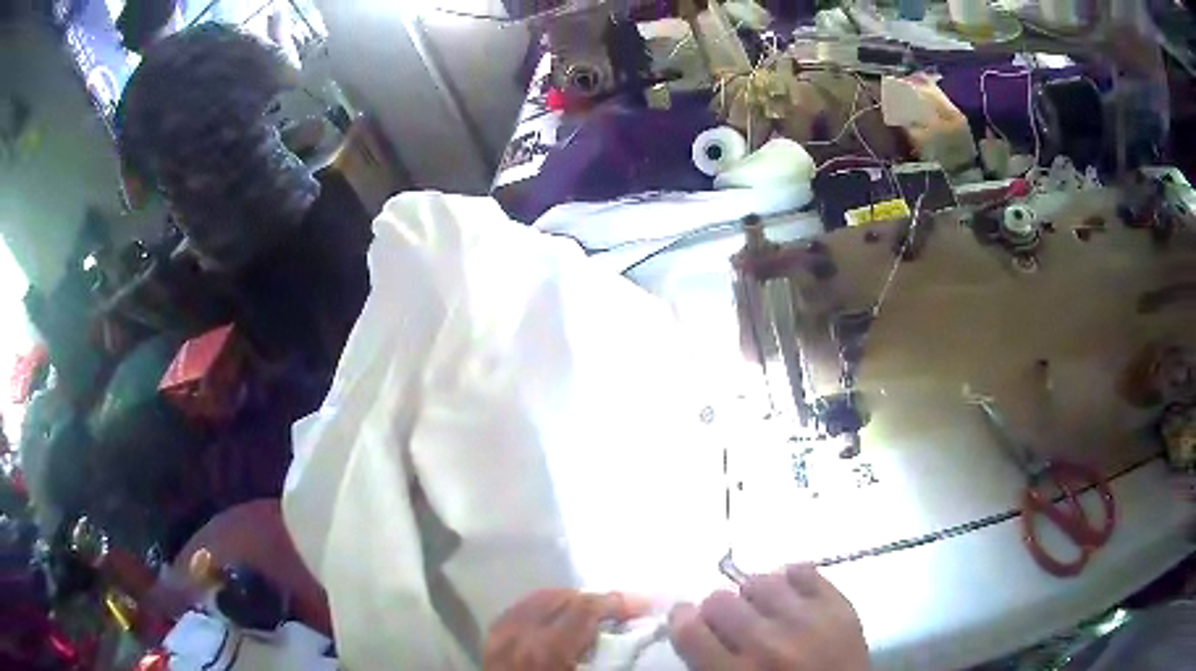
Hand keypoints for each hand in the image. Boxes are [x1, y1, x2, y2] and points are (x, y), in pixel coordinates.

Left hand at [484, 589, 649, 670]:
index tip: (645, 606)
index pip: (584, 608)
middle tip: (624, 612)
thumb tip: (636, 645)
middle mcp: (518, 636)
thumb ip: (609, 664)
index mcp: (546, 650)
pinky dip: (542, 610)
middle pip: (562, 598)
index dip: (618, 602)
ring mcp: (498, 638)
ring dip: (570, 602)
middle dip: (596, 600)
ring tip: (595, 614)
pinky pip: (518, 612)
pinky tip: (557, 620)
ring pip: (537, 600)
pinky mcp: (489, 644)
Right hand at [669, 564, 867, 670]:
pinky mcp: (839, 606)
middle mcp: (767, 643)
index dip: (682, 619)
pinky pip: (805, 571)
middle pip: (720, 600)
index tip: (687, 619)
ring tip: (764, 610)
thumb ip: (708, 665)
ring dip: (754, 596)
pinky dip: (792, 580)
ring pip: (760, 581)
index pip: (689, 628)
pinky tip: (791, 598)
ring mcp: (807, 621)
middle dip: (719, 611)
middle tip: (731, 624)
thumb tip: (690, 628)